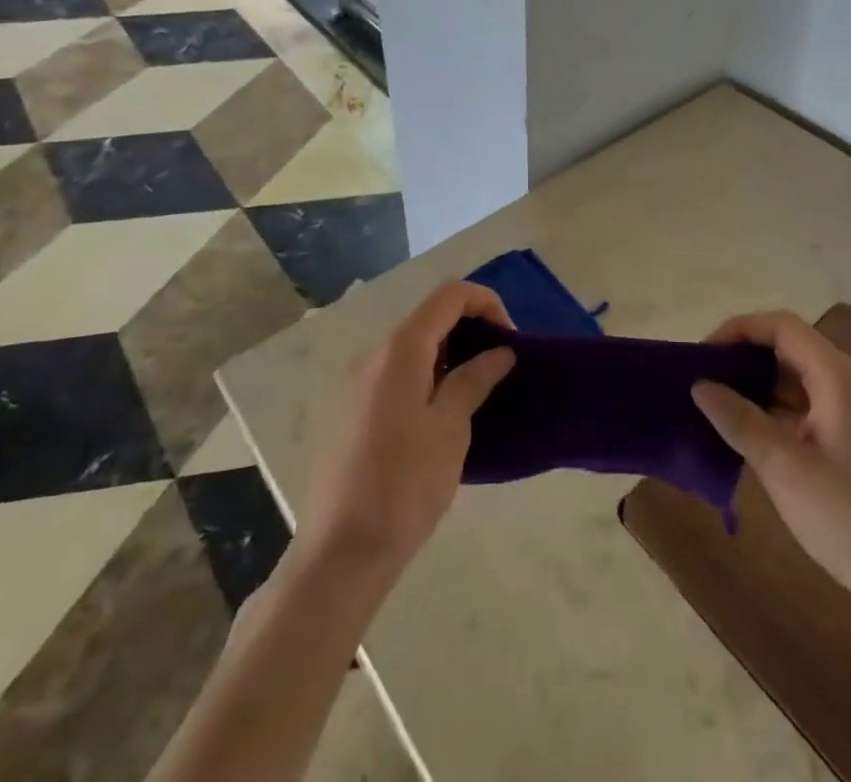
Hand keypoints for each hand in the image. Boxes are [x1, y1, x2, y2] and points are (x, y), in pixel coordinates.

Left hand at [301, 282, 515, 576]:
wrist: (340, 553)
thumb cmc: (404, 485)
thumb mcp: (450, 428)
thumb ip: (474, 379)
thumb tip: (499, 351)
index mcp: (400, 350)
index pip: (449, 295)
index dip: (486, 303)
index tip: (510, 340)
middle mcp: (374, 355)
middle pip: (429, 318)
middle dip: (470, 330)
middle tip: (499, 366)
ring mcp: (358, 384)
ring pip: (412, 348)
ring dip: (449, 356)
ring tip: (476, 392)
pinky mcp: (351, 412)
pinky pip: (396, 375)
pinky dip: (426, 376)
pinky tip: (442, 416)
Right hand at [692, 311, 850, 632]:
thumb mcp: (784, 467)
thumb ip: (739, 420)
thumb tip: (699, 385)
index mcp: (837, 376)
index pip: (781, 326)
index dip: (739, 330)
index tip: (701, 355)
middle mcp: (846, 385)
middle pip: (787, 349)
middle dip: (742, 358)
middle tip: (701, 381)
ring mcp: (850, 417)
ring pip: (793, 382)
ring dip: (754, 388)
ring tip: (713, 407)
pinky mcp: (850, 446)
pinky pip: (802, 411)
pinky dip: (771, 415)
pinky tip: (743, 438)